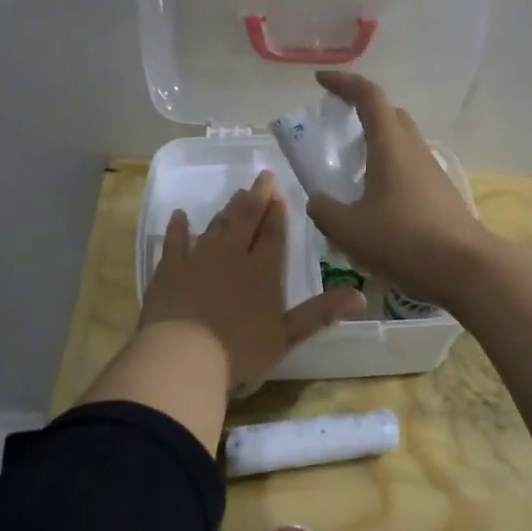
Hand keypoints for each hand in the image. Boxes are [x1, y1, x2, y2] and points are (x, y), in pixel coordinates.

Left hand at [141, 171, 364, 390]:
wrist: (183, 354)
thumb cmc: (240, 349)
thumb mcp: (287, 335)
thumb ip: (321, 313)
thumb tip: (361, 297)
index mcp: (263, 270)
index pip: (273, 233)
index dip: (277, 212)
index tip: (279, 191)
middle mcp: (232, 255)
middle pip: (246, 219)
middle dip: (256, 197)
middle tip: (262, 176)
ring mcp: (199, 258)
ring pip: (216, 226)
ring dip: (227, 209)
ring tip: (236, 193)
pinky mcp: (170, 268)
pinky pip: (175, 241)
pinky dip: (178, 227)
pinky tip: (179, 215)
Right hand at [304, 70, 492, 307]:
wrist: (466, 268)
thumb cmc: (403, 240)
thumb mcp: (349, 229)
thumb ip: (325, 210)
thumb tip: (318, 200)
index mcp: (390, 145)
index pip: (368, 96)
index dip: (344, 83)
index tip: (321, 81)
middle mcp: (413, 149)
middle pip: (390, 114)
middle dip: (362, 110)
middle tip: (337, 126)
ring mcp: (432, 170)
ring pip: (402, 141)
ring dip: (377, 142)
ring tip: (352, 167)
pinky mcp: (441, 193)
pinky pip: (410, 166)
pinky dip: (389, 167)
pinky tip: (376, 198)